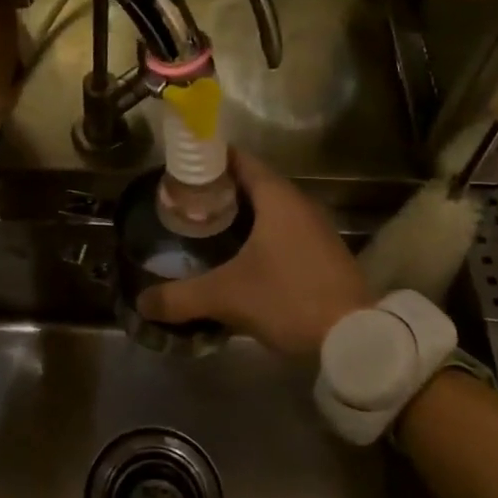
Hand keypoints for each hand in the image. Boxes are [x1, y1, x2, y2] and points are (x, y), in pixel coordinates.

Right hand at [138, 149, 370, 359]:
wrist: (356, 337)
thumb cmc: (289, 299)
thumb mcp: (227, 297)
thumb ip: (180, 297)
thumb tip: (142, 302)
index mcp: (278, 198)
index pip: (238, 160)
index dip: (208, 160)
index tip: (180, 169)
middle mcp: (299, 204)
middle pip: (251, 183)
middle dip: (217, 190)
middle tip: (183, 202)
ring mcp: (315, 228)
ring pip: (268, 209)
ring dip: (238, 214)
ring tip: (203, 228)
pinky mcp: (322, 252)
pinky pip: (282, 230)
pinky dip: (257, 234)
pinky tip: (237, 257)